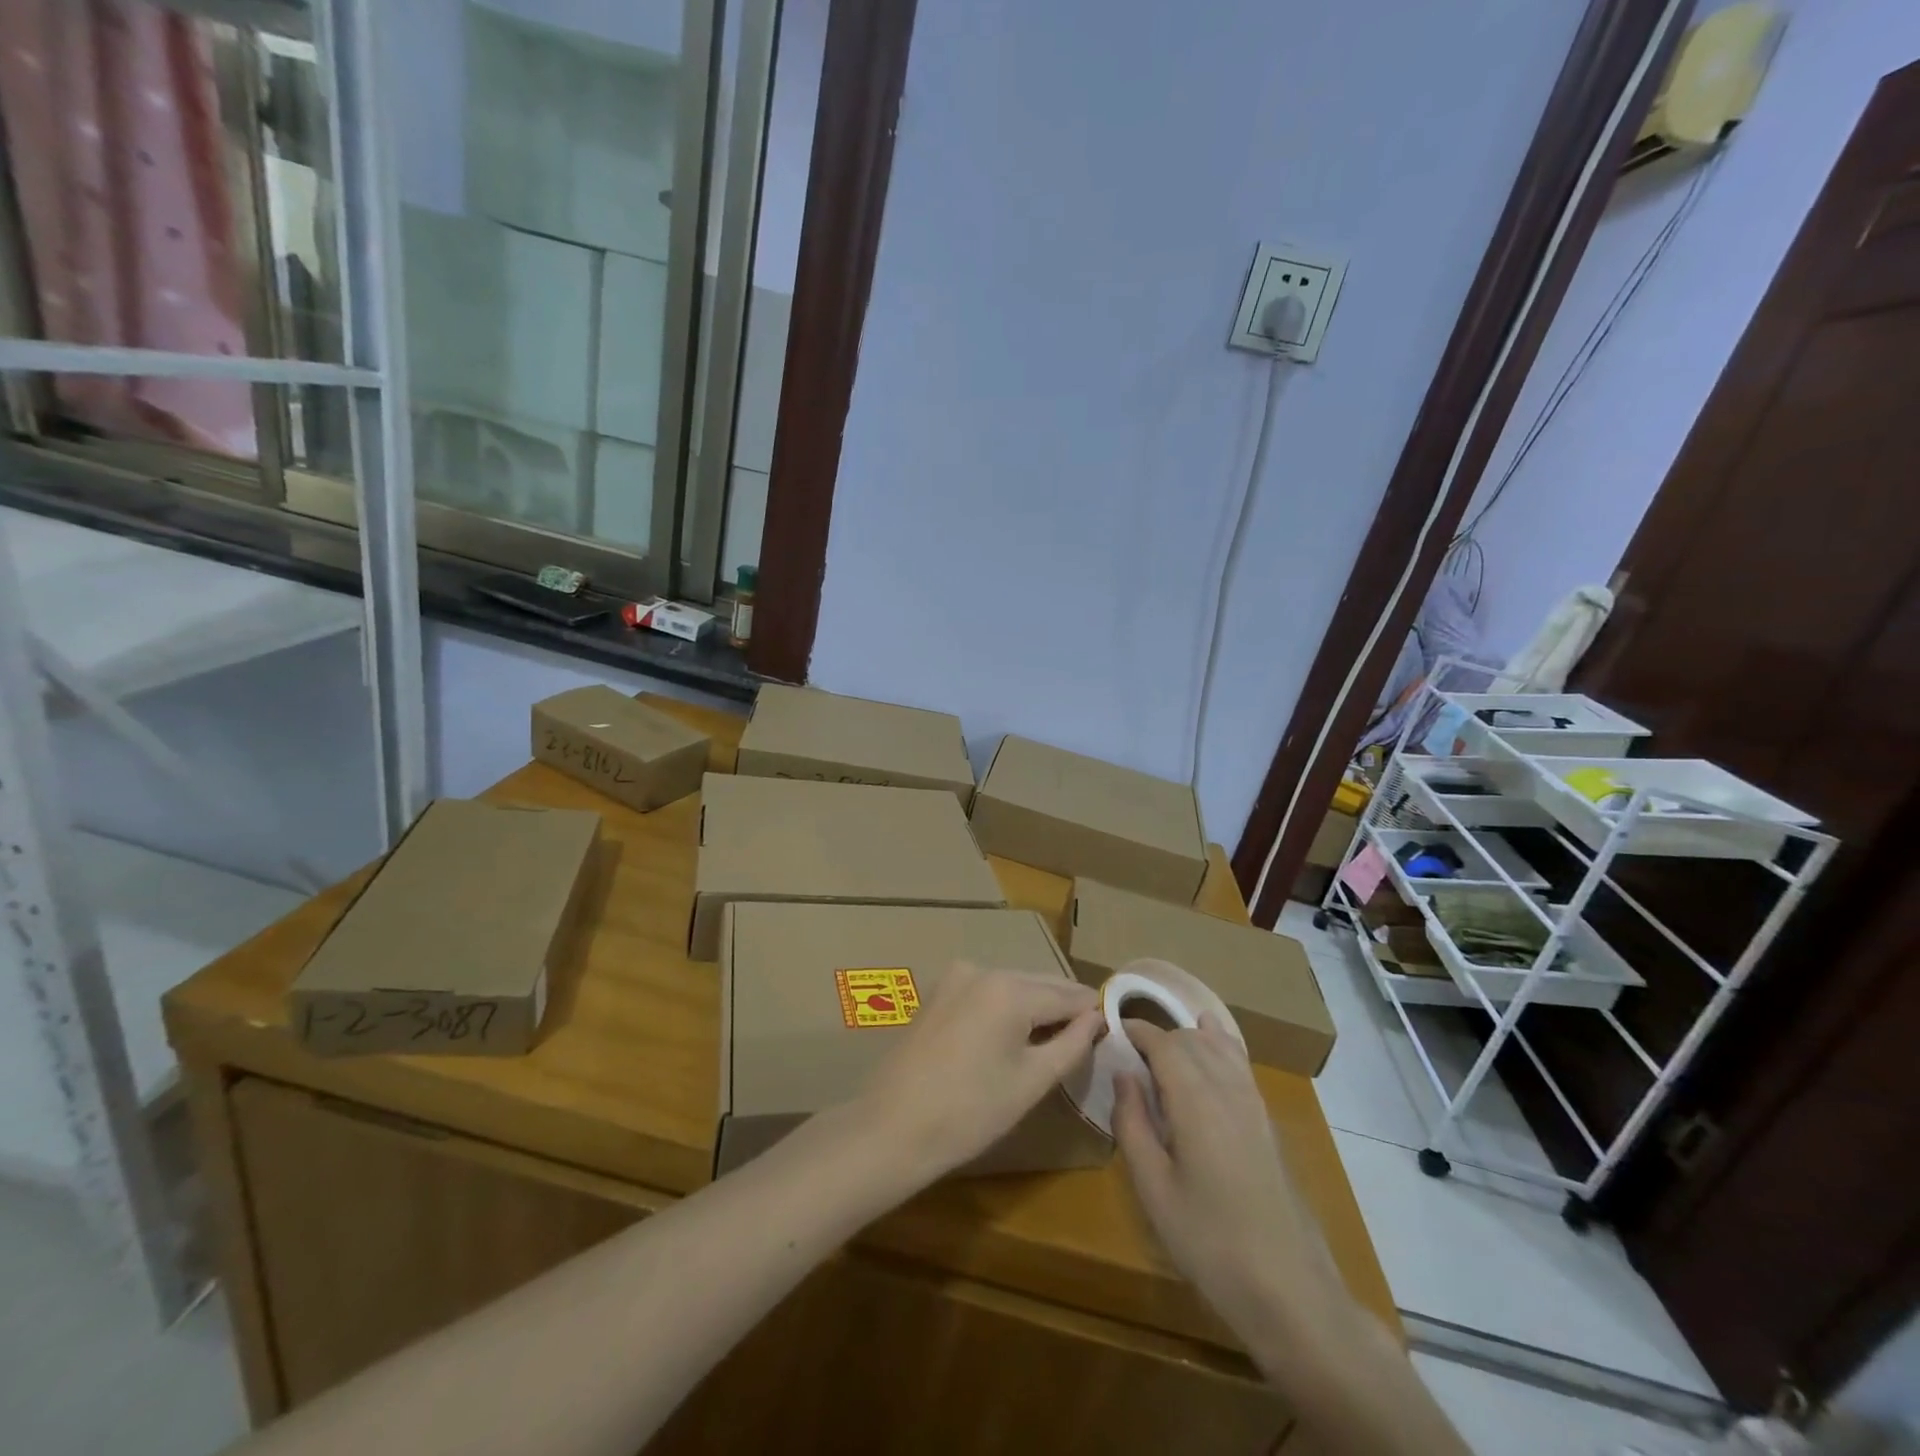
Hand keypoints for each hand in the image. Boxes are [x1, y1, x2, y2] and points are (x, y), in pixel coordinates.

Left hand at [855, 963, 1101, 1189]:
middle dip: (1064, 1006)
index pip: (1067, 994)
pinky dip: (1006, 1008)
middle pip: (1039, 984)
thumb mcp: (1031, 1081)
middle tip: (1090, 1034)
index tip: (1114, 1026)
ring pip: (1012, 986)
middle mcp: (983, 969)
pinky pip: (986, 992)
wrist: (892, 1127)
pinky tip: (1014, 1035)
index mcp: (1010, 988)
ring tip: (1056, 1038)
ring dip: (1035, 1006)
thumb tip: (1097, 1018)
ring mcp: (956, 977)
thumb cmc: (969, 1112)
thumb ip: (1071, 1044)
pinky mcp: (938, 992)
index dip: (1093, 1011)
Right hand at [1113, 1018, 1348, 1357]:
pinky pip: (1240, 1063)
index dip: (1136, 1030)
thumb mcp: (1153, 1188)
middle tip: (1129, 1057)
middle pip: (1190, 1039)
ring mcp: (1254, 1102)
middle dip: (1158, 1037)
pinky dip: (1220, 1044)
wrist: (1290, 1289)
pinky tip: (1212, 1043)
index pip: (1163, 1043)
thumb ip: (1131, 1123)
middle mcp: (1227, 1088)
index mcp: (1195, 1100)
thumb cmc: (1210, 1242)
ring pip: (1218, 1045)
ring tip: (1162, 1056)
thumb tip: (1123, 1075)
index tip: (1112, 1031)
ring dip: (1187, 1039)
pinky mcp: (1268, 1121)